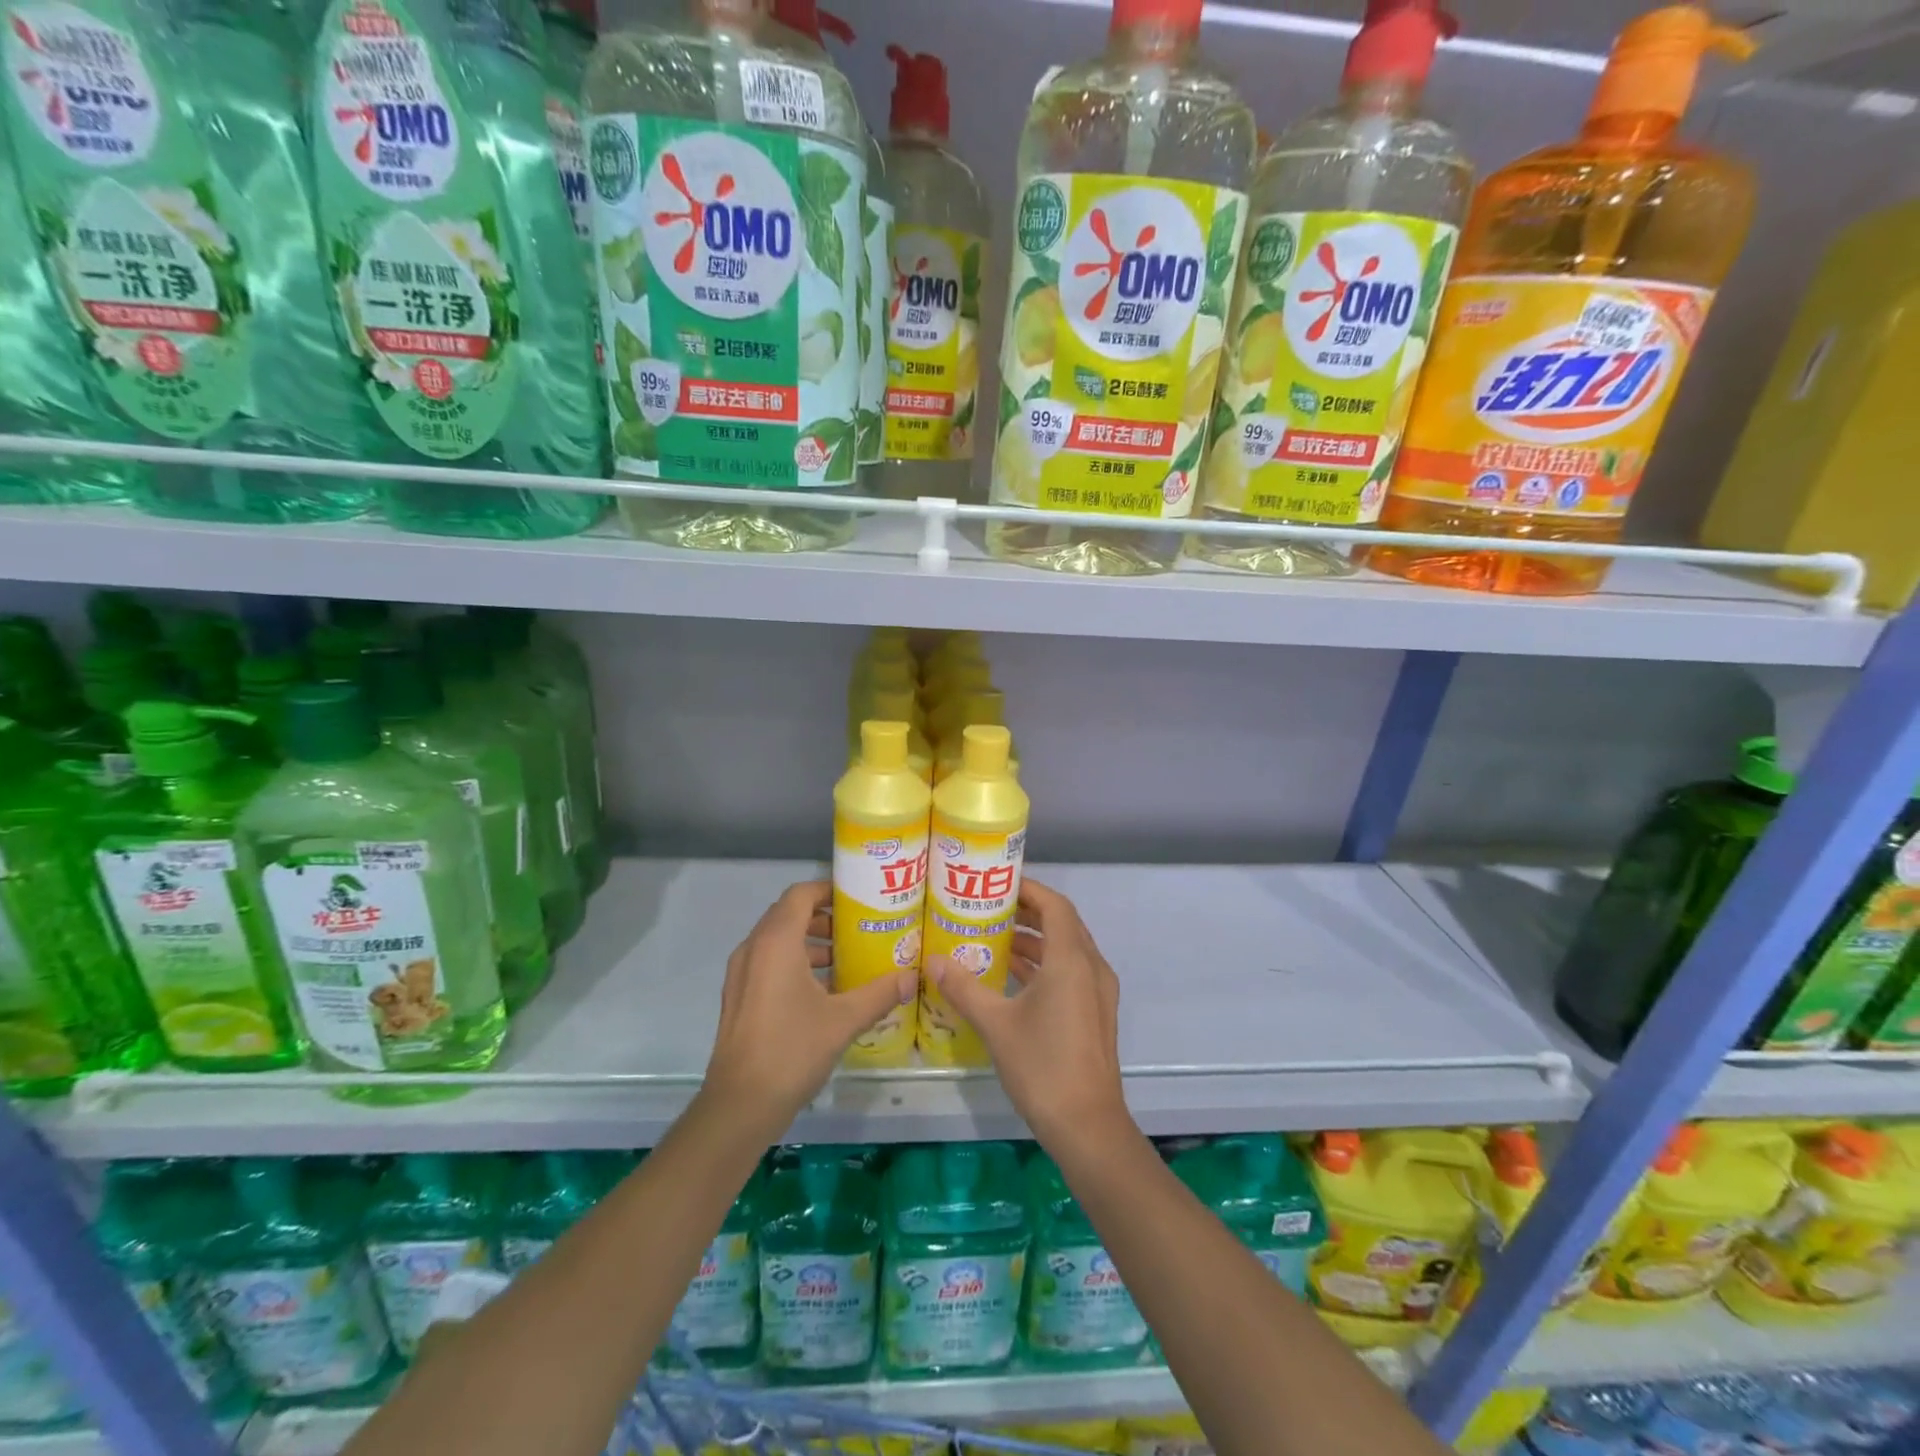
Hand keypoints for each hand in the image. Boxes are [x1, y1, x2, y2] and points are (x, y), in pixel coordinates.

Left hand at [701, 881, 915, 1127]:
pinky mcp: (739, 997)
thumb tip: (913, 976)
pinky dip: (795, 963)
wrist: (739, 1105)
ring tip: (847, 959)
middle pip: (789, 915)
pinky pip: (769, 963)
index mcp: (775, 942)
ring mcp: (741, 974)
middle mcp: (753, 949)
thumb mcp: (844, 1020)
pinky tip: (825, 991)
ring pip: (778, 941)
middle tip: (859, 928)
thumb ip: (880, 993)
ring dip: (811, 942)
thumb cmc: (792, 1050)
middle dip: (824, 917)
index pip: (800, 894)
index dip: (829, 889)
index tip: (859, 898)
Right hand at [926, 879, 1132, 1151]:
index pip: (1055, 905)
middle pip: (1062, 924)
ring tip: (994, 939)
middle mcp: (1092, 968)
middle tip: (989, 909)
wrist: (1088, 1127)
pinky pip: (1071, 973)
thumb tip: (932, 961)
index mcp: (1072, 960)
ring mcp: (1098, 993)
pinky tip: (1012, 978)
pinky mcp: (1096, 1014)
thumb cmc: (1042, 1066)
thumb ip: (963, 988)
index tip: (997, 884)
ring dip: (1035, 941)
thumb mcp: (996, 1024)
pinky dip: (1045, 965)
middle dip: (1028, 913)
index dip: (1028, 889)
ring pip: (1067, 950)